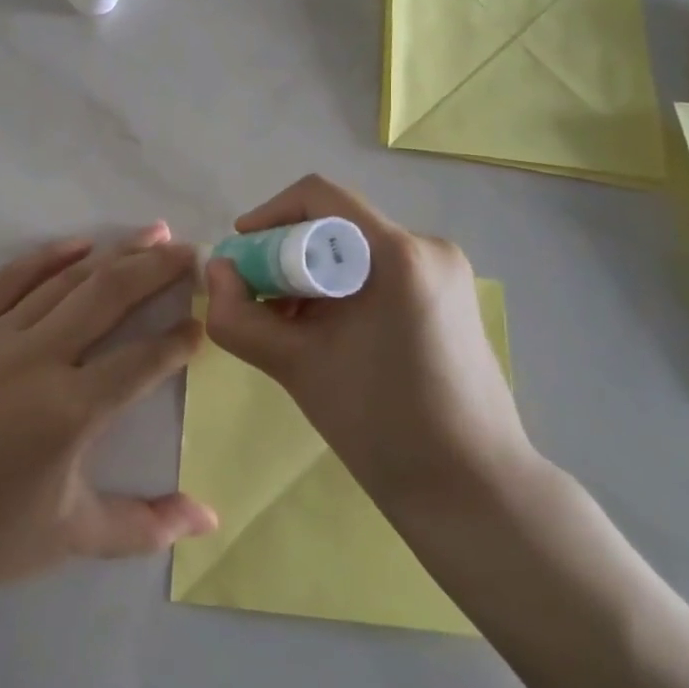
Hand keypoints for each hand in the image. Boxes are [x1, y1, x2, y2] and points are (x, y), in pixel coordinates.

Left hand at [0, 225, 215, 597]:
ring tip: (154, 234)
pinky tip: (81, 242)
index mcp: (70, 411)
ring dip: (115, 254)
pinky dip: (48, 256)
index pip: (143, 360)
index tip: (204, 320)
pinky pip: (10, 278)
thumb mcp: (71, 538)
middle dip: (158, 269)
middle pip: (110, 297)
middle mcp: (38, 360)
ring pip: (66, 280)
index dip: (180, 338)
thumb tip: (211, 518)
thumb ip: (146, 525)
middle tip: (193, 251)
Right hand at [203, 176, 538, 514]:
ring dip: (314, 276)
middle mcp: (428, 247)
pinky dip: (345, 289)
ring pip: (358, 250)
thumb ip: (240, 316)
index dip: (269, 215)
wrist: (472, 490)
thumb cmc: (382, 425)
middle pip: (338, 225)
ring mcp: (446, 272)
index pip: (320, 197)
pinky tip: (330, 334)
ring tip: (291, 326)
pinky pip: (382, 271)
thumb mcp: (295, 367)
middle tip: (259, 300)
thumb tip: (216, 270)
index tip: (240, 254)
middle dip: (288, 255)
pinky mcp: (451, 297)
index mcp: (398, 254)